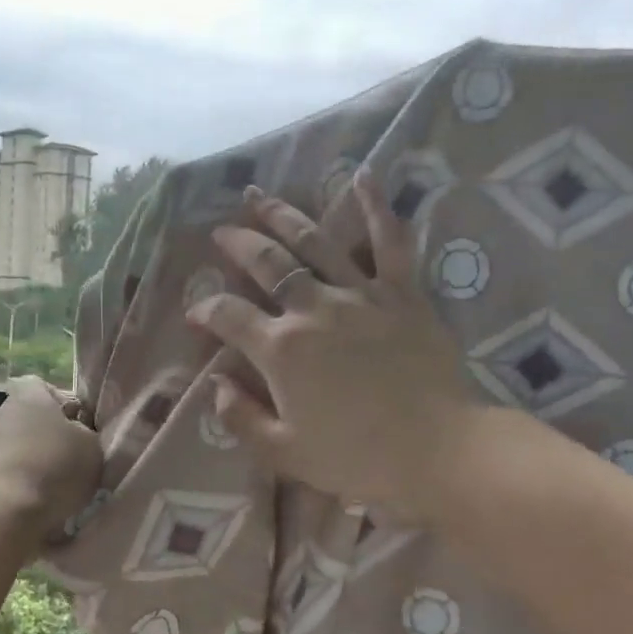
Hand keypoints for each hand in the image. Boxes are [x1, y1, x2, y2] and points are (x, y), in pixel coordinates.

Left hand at [0, 376, 103, 542]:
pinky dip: (25, 483)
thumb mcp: (92, 446)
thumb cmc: (55, 468)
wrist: (6, 514)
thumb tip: (76, 435)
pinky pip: (11, 472)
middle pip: (32, 418)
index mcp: (29, 396)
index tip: (80, 426)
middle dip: (52, 436)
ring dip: (39, 461)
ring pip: (22, 446)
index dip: (63, 402)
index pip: (42, 385)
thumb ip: (86, 433)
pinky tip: (42, 502)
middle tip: (75, 459)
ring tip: (61, 487)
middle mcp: (3, 413)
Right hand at [186, 174, 477, 526]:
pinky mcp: (402, 294)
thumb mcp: (282, 453)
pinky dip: (377, 207)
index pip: (228, 316)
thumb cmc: (355, 457)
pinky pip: (390, 243)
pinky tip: (363, 176)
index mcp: (280, 349)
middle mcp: (313, 309)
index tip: (196, 314)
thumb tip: (215, 384)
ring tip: (260, 197)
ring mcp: (360, 296)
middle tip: (222, 231)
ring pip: (315, 241)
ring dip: (283, 215)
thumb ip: (239, 417)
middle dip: (238, 244)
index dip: (205, 309)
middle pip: (267, 264)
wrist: (436, 451)